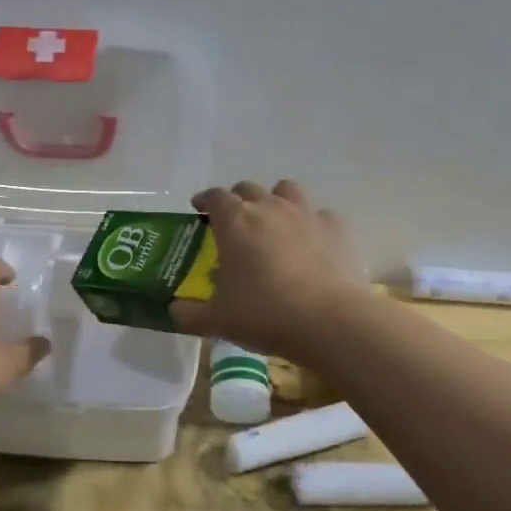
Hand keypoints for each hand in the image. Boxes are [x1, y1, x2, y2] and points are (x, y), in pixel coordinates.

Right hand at [170, 179, 366, 356]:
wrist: (331, 322)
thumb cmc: (266, 315)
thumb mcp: (218, 321)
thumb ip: (190, 314)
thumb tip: (174, 310)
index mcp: (235, 222)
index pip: (215, 197)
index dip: (205, 199)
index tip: (199, 208)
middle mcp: (269, 208)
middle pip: (249, 189)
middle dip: (238, 199)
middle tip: (233, 222)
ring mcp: (306, 215)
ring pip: (287, 190)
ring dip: (276, 201)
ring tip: (274, 223)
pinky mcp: (337, 229)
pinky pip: (320, 215)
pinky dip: (311, 224)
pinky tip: (311, 244)